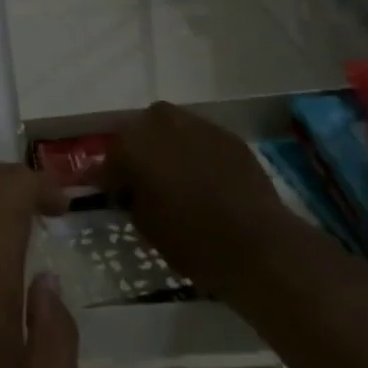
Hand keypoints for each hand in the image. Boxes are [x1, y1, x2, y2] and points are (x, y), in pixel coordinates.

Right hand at [95, 101, 295, 292]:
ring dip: (168, 147)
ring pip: (171, 128)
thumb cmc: (191, 240)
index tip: (114, 195)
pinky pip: (201, 138)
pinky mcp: (227, 134)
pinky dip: (198, 152)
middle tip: (146, 182)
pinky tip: (207, 178)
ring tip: (179, 176)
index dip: (110, 178)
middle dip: (139, 153)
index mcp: (131, 144)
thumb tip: (129, 187)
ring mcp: (196, 124)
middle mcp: (159, 123)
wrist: (258, 245)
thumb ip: (130, 196)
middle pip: (139, 132)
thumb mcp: (144, 225)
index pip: (109, 159)